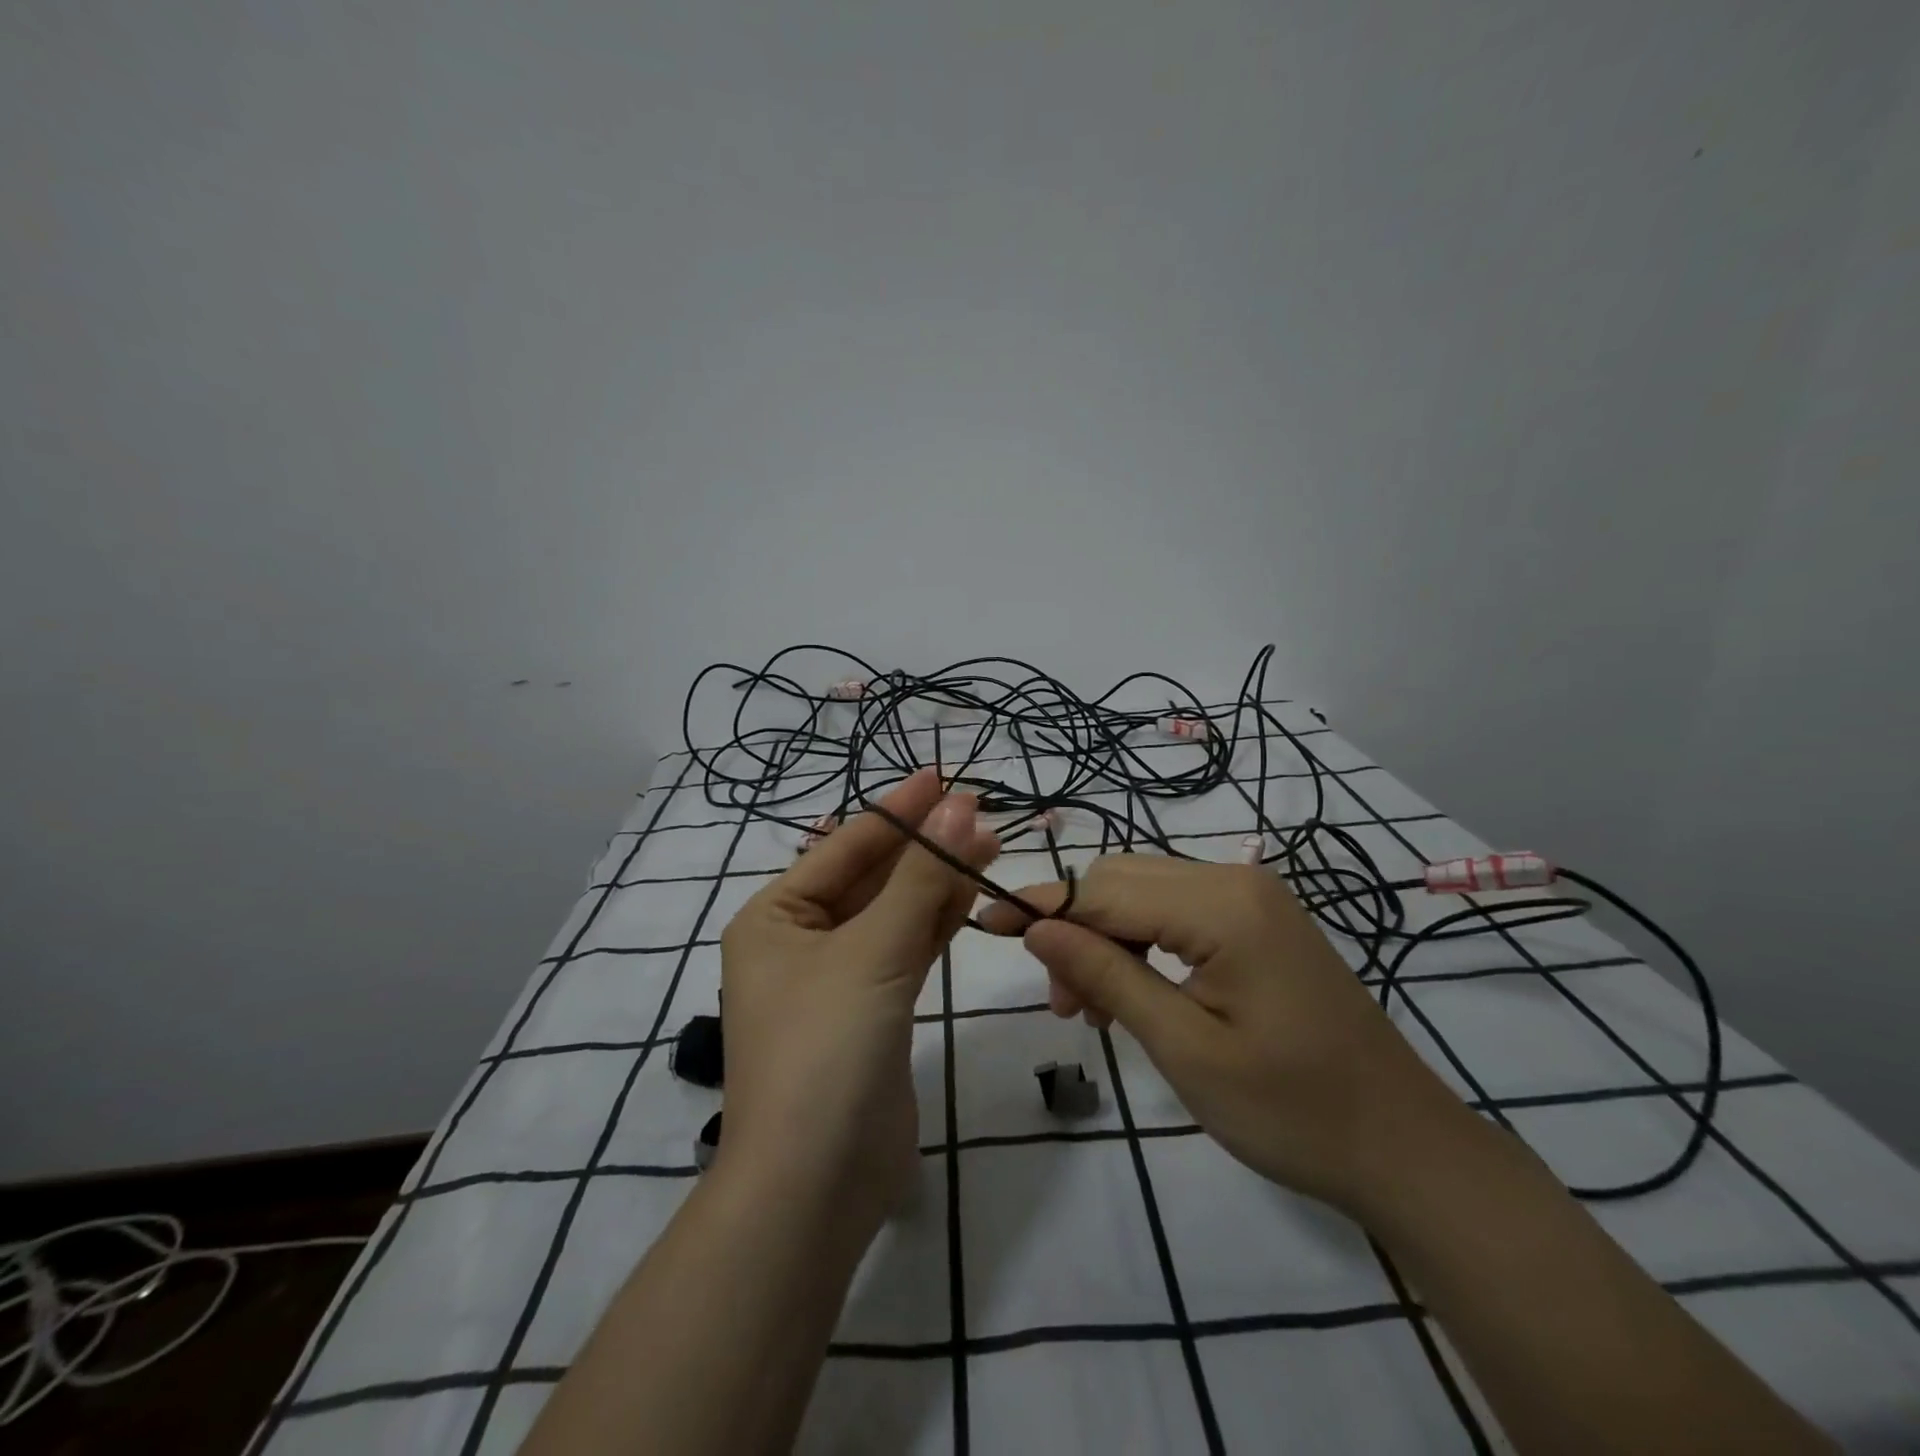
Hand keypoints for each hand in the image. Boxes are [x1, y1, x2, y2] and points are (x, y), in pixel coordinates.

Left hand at [718, 768, 998, 1244]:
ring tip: (988, 842)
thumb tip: (959, 806)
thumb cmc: (825, 1048)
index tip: (944, 775)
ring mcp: (836, 979)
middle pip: (871, 876)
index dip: (898, 809)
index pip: (846, 846)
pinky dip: (935, 922)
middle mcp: (799, 941)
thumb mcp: (873, 952)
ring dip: (936, 880)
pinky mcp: (871, 1012)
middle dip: (923, 844)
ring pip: (893, 912)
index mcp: (774, 916)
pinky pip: (905, 950)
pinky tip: (970, 893)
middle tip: (980, 810)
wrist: (815, 1188)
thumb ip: (920, 878)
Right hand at [979, 857, 1472, 1213]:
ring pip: (1146, 895)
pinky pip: (1177, 912)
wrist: (1404, 1146)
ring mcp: (1252, 897)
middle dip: (1076, 929)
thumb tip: (1035, 928)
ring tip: (1090, 1010)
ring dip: (1105, 939)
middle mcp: (1235, 880)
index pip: (1105, 889)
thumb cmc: (1292, 1110)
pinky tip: (1132, 991)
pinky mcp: (1259, 921)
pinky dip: (1141, 944)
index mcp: (1222, 904)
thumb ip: (1106, 975)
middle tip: (1060, 1004)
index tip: (983, 921)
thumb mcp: (1184, 1047)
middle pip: (1123, 881)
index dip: (1040, 905)